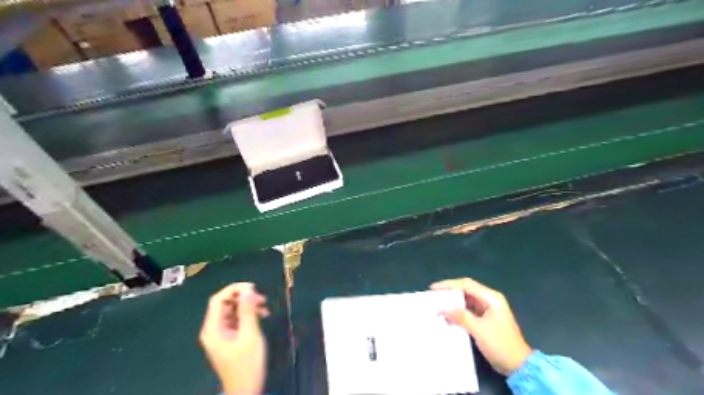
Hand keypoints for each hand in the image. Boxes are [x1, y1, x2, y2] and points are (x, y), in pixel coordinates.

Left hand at [200, 282, 271, 392]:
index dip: (233, 289)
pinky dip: (248, 314)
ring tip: (265, 306)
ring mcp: (221, 334)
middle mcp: (213, 329)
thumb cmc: (247, 363)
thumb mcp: (250, 334)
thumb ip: (248, 311)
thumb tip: (248, 290)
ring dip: (248, 305)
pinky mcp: (229, 338)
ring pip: (232, 310)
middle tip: (261, 297)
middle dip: (243, 297)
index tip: (252, 286)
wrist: (245, 389)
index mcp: (213, 328)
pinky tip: (262, 315)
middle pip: (225, 304)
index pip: (218, 300)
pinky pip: (237, 319)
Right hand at [430, 278, 533, 375]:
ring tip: (438, 303)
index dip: (449, 284)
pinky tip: (448, 314)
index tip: (434, 288)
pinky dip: (458, 311)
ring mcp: (488, 309)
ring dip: (453, 301)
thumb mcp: (479, 330)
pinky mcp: (486, 319)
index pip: (467, 284)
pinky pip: (469, 310)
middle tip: (433, 295)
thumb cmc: (501, 344)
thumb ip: (460, 317)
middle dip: (450, 291)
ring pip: (467, 300)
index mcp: (491, 298)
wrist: (519, 365)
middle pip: (466, 290)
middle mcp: (490, 300)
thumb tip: (442, 309)